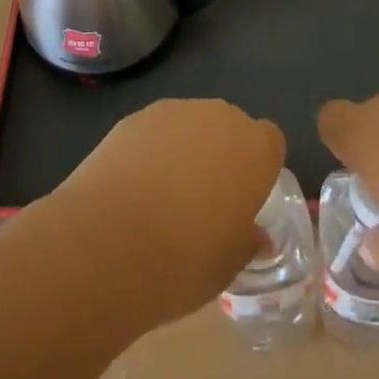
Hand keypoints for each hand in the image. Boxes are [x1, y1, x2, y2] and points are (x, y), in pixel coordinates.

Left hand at [46, 99, 285, 326]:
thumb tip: (253, 234)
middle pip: (230, 128)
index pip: (271, 142)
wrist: (108, 242)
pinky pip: (156, 131)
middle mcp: (219, 118)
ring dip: (186, 150)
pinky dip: (152, 151)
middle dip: (223, 155)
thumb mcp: (227, 267)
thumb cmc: (182, 262)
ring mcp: (174, 111)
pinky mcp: (135, 116)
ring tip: (163, 197)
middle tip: (206, 201)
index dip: (259, 168)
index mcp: (253, 151)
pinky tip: (134, 187)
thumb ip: (245, 241)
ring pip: (191, 125)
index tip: (244, 199)